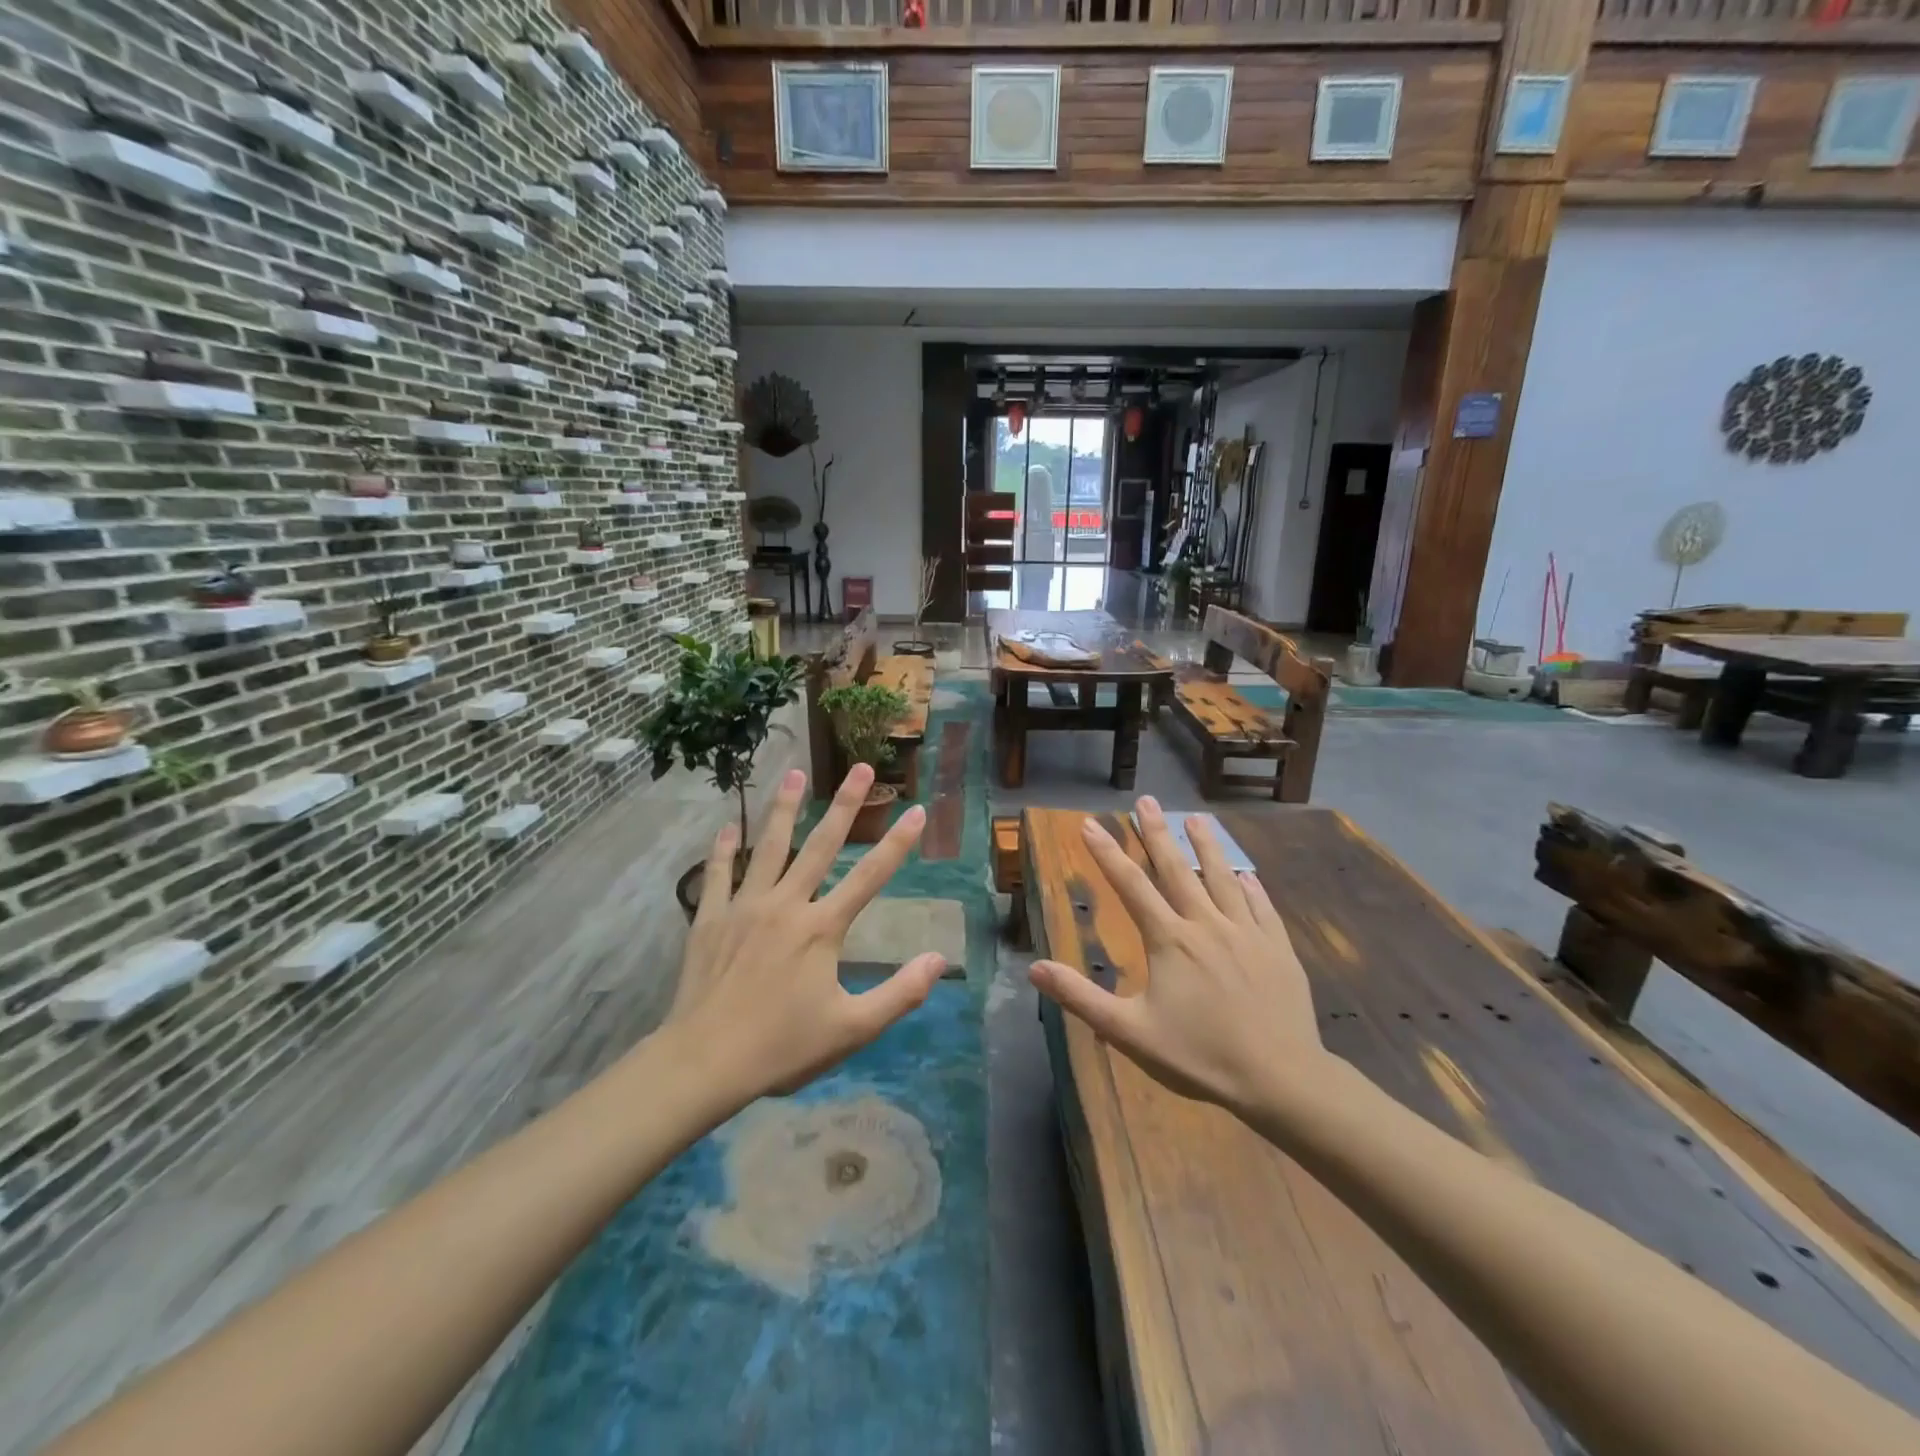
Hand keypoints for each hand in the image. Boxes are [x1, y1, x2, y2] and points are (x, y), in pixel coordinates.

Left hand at [667, 764, 945, 1106]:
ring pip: (769, 847)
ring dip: (784, 808)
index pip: (871, 876)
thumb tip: (939, 960)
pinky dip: (723, 849)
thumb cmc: (782, 1047)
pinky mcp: (711, 918)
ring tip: (794, 773)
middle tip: (860, 766)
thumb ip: (900, 994)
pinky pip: (719, 874)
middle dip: (845, 803)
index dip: (898, 842)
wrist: (704, 1062)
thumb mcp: (852, 1029)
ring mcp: (745, 907)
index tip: (917, 809)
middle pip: (822, 845)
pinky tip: (728, 826)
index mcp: (822, 928)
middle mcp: (787, 905)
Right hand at [1029, 797, 1328, 1113]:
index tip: (1090, 823)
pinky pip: (1261, 906)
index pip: (1131, 885)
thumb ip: (1081, 998)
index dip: (1107, 852)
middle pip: (1176, 869)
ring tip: (1196, 819)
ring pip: (1222, 878)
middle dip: (1156, 832)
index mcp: (1170, 940)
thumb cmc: (1200, 1057)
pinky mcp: (1278, 948)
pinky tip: (1246, 874)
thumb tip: (1034, 968)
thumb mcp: (1130, 1033)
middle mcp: (1207, 924)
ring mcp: (1247, 933)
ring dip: (1206, 846)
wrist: (1281, 1079)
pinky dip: (1250, 886)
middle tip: (1146, 800)